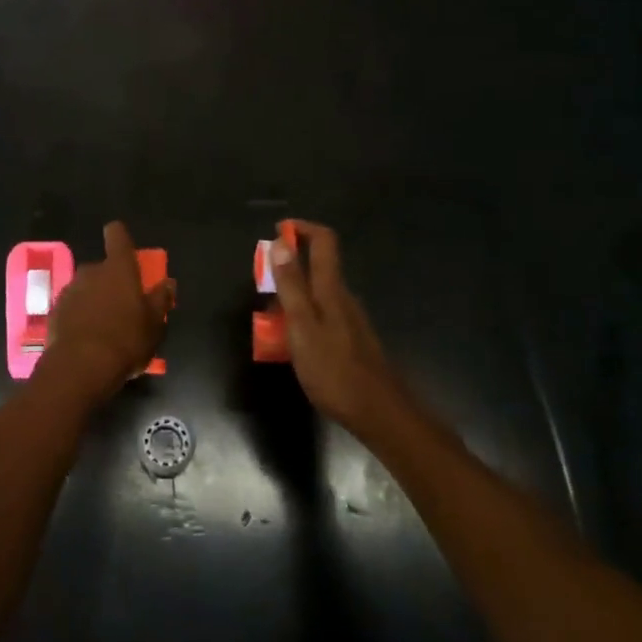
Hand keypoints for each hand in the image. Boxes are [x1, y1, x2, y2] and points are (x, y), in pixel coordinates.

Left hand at [41, 222, 174, 406]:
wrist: (80, 367)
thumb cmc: (126, 340)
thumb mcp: (154, 324)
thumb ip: (161, 300)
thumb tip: (168, 283)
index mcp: (118, 269)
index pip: (117, 236)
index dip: (119, 236)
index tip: (121, 241)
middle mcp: (91, 272)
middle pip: (102, 268)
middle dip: (110, 281)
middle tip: (121, 305)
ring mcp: (69, 291)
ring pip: (85, 288)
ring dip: (93, 299)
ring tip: (103, 326)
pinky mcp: (54, 312)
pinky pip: (71, 307)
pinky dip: (78, 316)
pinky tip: (86, 338)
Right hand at [271, 221, 403, 435]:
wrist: (378, 412)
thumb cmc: (334, 369)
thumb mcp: (302, 326)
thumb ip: (291, 284)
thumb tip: (281, 242)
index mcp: (331, 289)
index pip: (323, 241)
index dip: (301, 228)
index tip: (278, 231)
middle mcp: (343, 297)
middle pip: (318, 266)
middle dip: (289, 267)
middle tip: (263, 287)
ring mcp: (350, 319)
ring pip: (318, 294)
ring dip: (293, 296)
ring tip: (270, 320)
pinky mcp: (351, 340)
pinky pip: (322, 315)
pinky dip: (302, 317)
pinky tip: (292, 343)